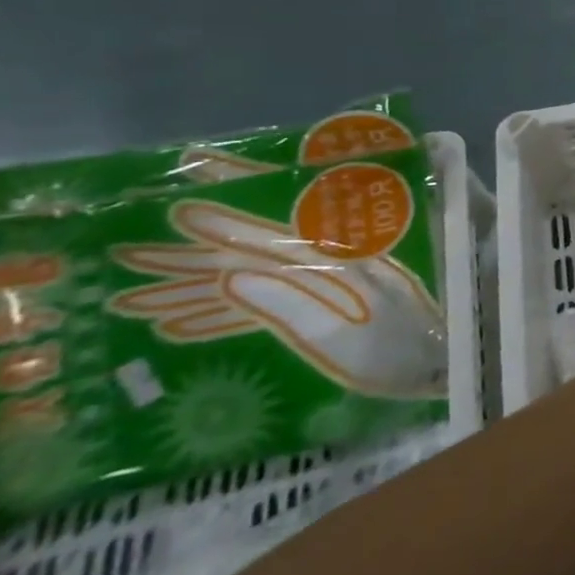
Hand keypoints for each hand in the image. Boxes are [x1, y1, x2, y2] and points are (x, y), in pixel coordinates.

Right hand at [110, 201, 447, 398]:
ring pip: (255, 278)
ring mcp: (332, 288)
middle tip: (130, 252)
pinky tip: (178, 326)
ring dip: (197, 287)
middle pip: (259, 250)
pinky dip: (225, 314)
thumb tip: (231, 278)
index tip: (178, 208)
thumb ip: (293, 303)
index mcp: (345, 256)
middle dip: (197, 253)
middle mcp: (337, 263)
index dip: (227, 221)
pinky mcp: (330, 313)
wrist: (443, 366)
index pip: (276, 232)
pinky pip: (270, 307)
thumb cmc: (401, 349)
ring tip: (132, 298)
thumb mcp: (347, 330)